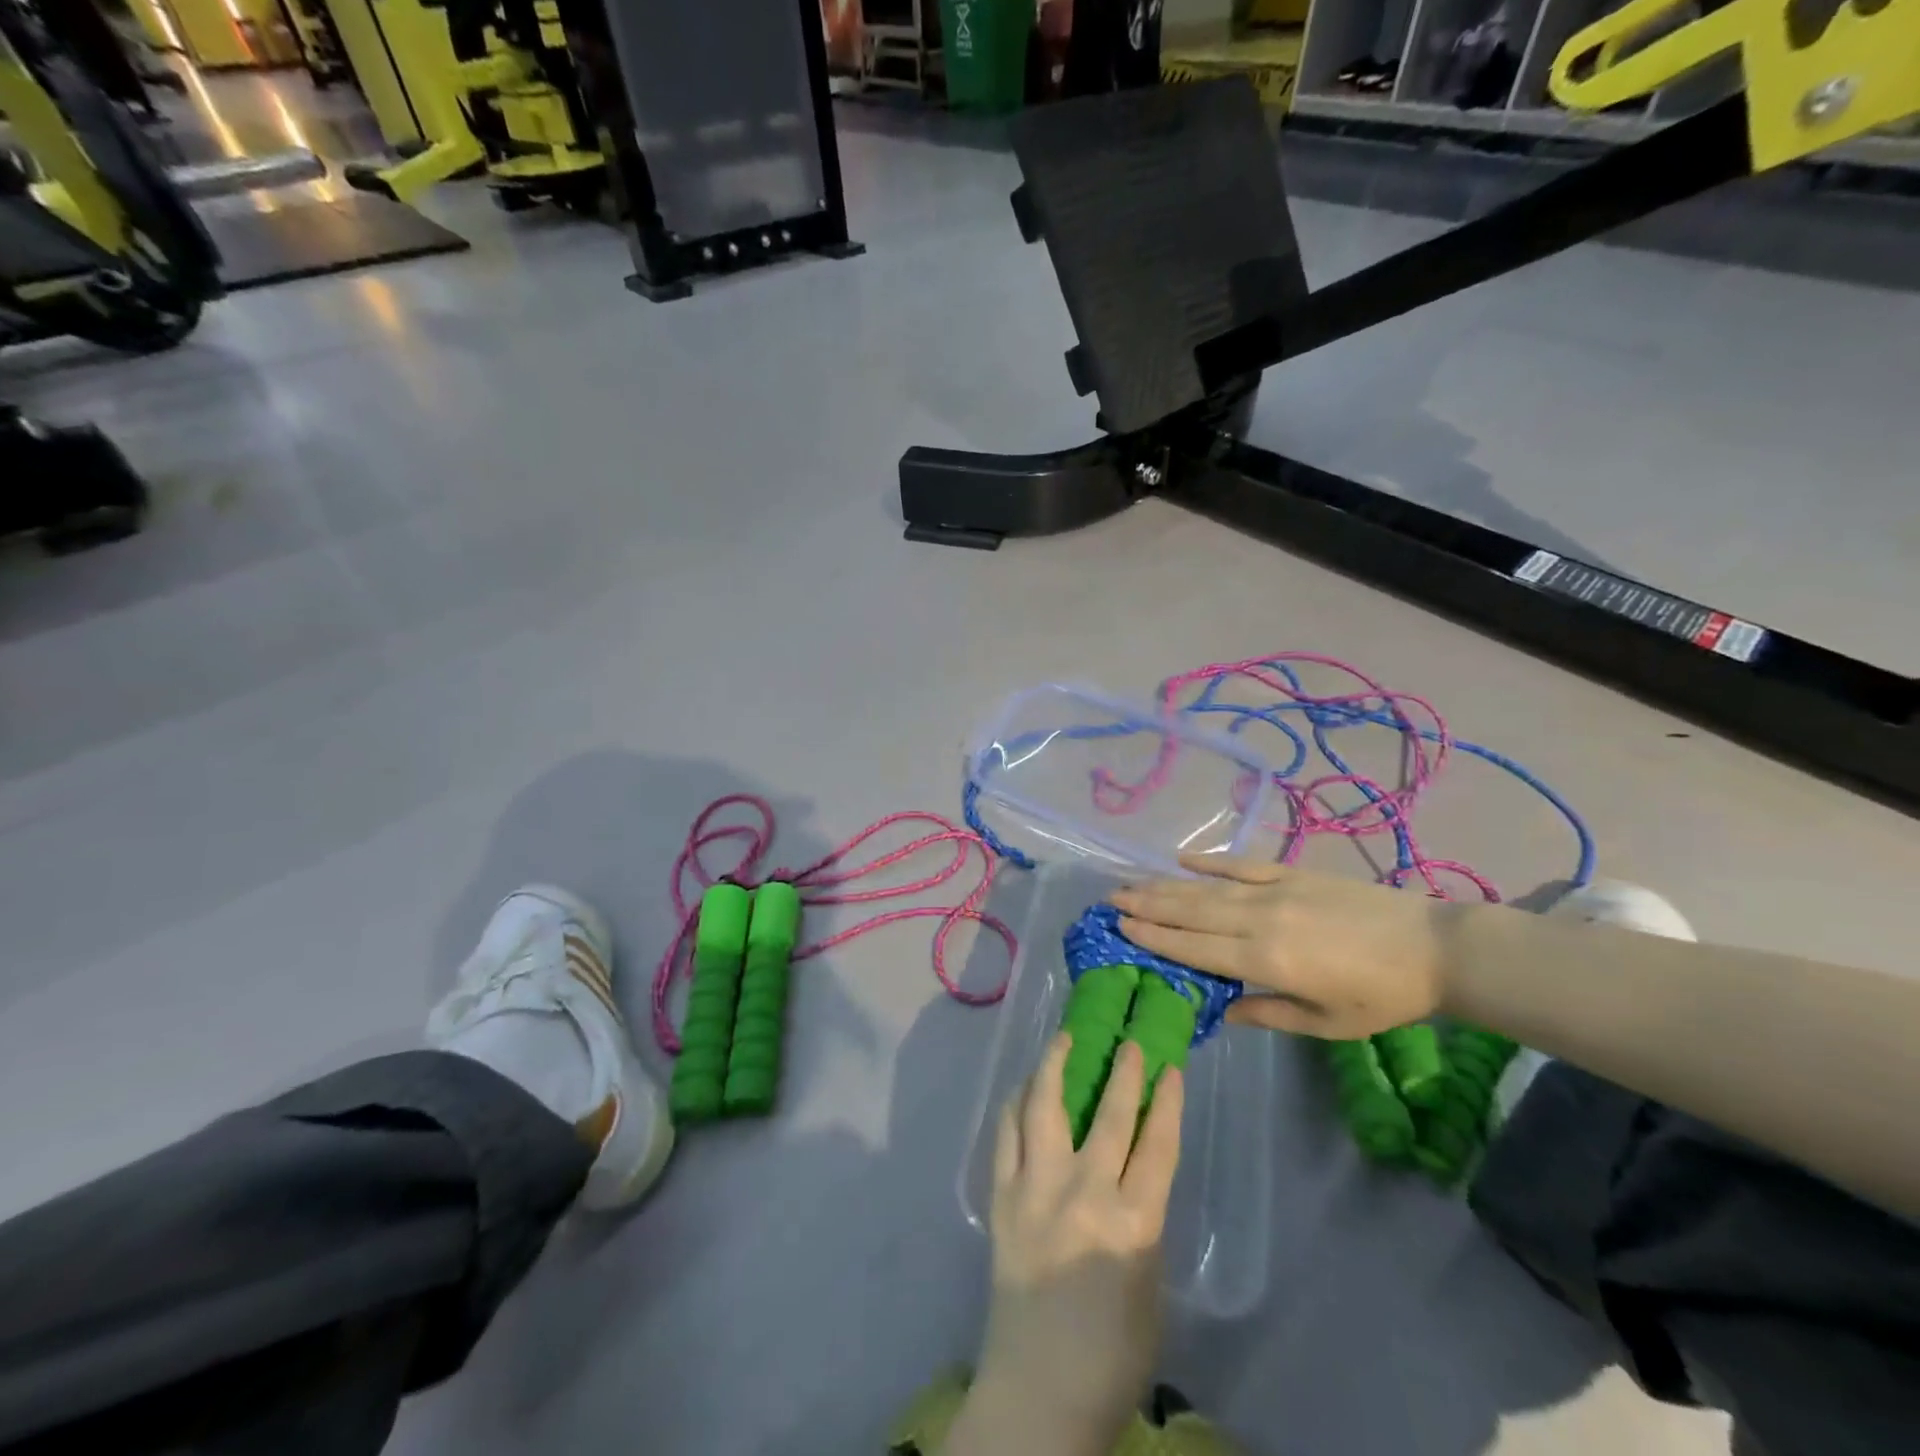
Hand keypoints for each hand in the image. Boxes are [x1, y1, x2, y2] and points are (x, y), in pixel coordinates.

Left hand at [949, 1033, 1183, 1455]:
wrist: (1038, 1393)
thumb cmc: (1110, 1354)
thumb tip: (1132, 1173)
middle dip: (1121, 1071)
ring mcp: (1035, 1190)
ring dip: (1055, 1066)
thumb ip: (1142, 1222)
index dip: (1167, 1101)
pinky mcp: (1001, 1197)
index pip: (1157, 1145)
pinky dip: (1017, 1103)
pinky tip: (1025, 1087)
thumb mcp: (1149, 1287)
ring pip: (1044, 1108)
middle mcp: (1083, 1194)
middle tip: (1128, 1039)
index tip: (1170, 1066)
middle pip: (1107, 1115)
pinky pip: (1007, 1134)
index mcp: (1132, 1224)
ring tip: (1064, 1038)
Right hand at [1109, 855, 1444, 1039]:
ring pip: (1207, 886)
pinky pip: (1241, 864)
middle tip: (1109, 901)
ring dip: (1164, 884)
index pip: (1195, 947)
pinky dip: (1209, 860)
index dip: (1154, 938)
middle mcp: (1260, 918)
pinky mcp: (1292, 872)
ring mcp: (1275, 889)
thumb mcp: (1326, 1023)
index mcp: (1266, 959)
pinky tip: (1181, 858)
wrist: (1434, 947)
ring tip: (1130, 882)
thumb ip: (1268, 1013)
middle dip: (1146, 906)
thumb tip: (1221, 1010)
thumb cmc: (1381, 996)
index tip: (1120, 929)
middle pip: (1190, 911)